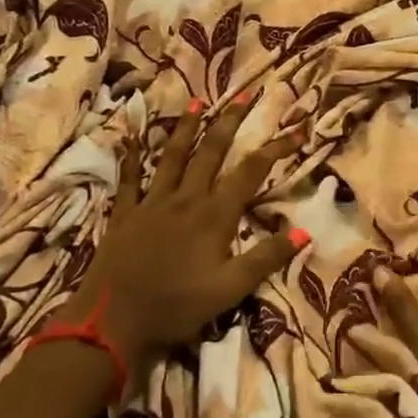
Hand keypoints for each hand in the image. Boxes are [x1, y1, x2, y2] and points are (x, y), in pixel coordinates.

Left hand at [72, 96, 302, 371]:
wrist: (112, 322)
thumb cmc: (176, 307)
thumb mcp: (230, 290)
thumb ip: (266, 258)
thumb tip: (304, 232)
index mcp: (215, 215)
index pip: (252, 172)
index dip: (276, 148)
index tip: (297, 129)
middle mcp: (186, 199)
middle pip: (212, 152)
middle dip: (230, 121)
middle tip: (245, 95)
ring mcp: (152, 203)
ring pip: (173, 156)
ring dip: (187, 127)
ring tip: (198, 102)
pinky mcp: (125, 214)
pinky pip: (130, 178)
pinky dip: (131, 156)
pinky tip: (131, 137)